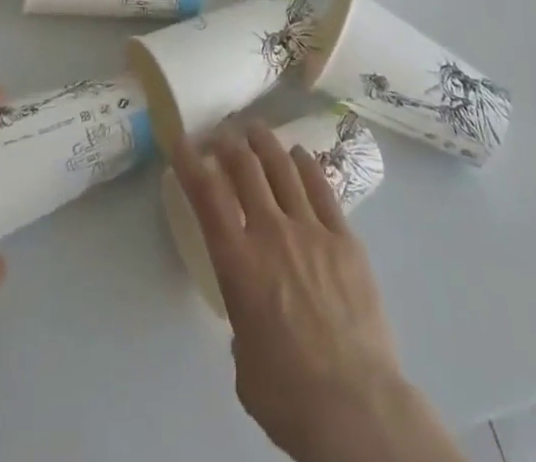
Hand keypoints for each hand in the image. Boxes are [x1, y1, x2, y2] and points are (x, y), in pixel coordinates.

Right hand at [170, 122, 465, 461]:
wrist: (354, 406)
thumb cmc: (288, 395)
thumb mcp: (244, 360)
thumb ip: (242, 320)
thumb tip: (253, 314)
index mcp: (238, 263)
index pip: (207, 196)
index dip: (190, 162)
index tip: (181, 140)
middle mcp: (271, 233)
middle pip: (246, 168)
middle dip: (228, 144)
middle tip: (221, 134)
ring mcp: (311, 230)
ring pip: (283, 168)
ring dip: (265, 143)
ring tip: (255, 130)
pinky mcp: (345, 238)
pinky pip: (322, 189)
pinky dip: (306, 165)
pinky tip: (300, 154)